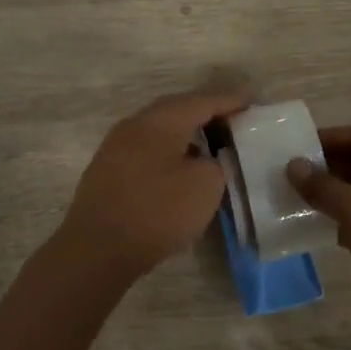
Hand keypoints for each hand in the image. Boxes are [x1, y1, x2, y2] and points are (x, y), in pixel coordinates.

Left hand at [55, 87, 247, 284]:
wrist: (96, 250)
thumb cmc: (157, 212)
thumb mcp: (205, 186)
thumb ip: (216, 163)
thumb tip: (206, 160)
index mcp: (161, 121)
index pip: (203, 100)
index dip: (231, 100)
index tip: (253, 100)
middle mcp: (135, 125)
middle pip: (178, 110)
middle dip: (208, 113)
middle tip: (234, 120)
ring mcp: (116, 147)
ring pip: (160, 130)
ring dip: (188, 134)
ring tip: (212, 144)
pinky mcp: (108, 171)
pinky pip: (148, 150)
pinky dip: (170, 152)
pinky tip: (182, 169)